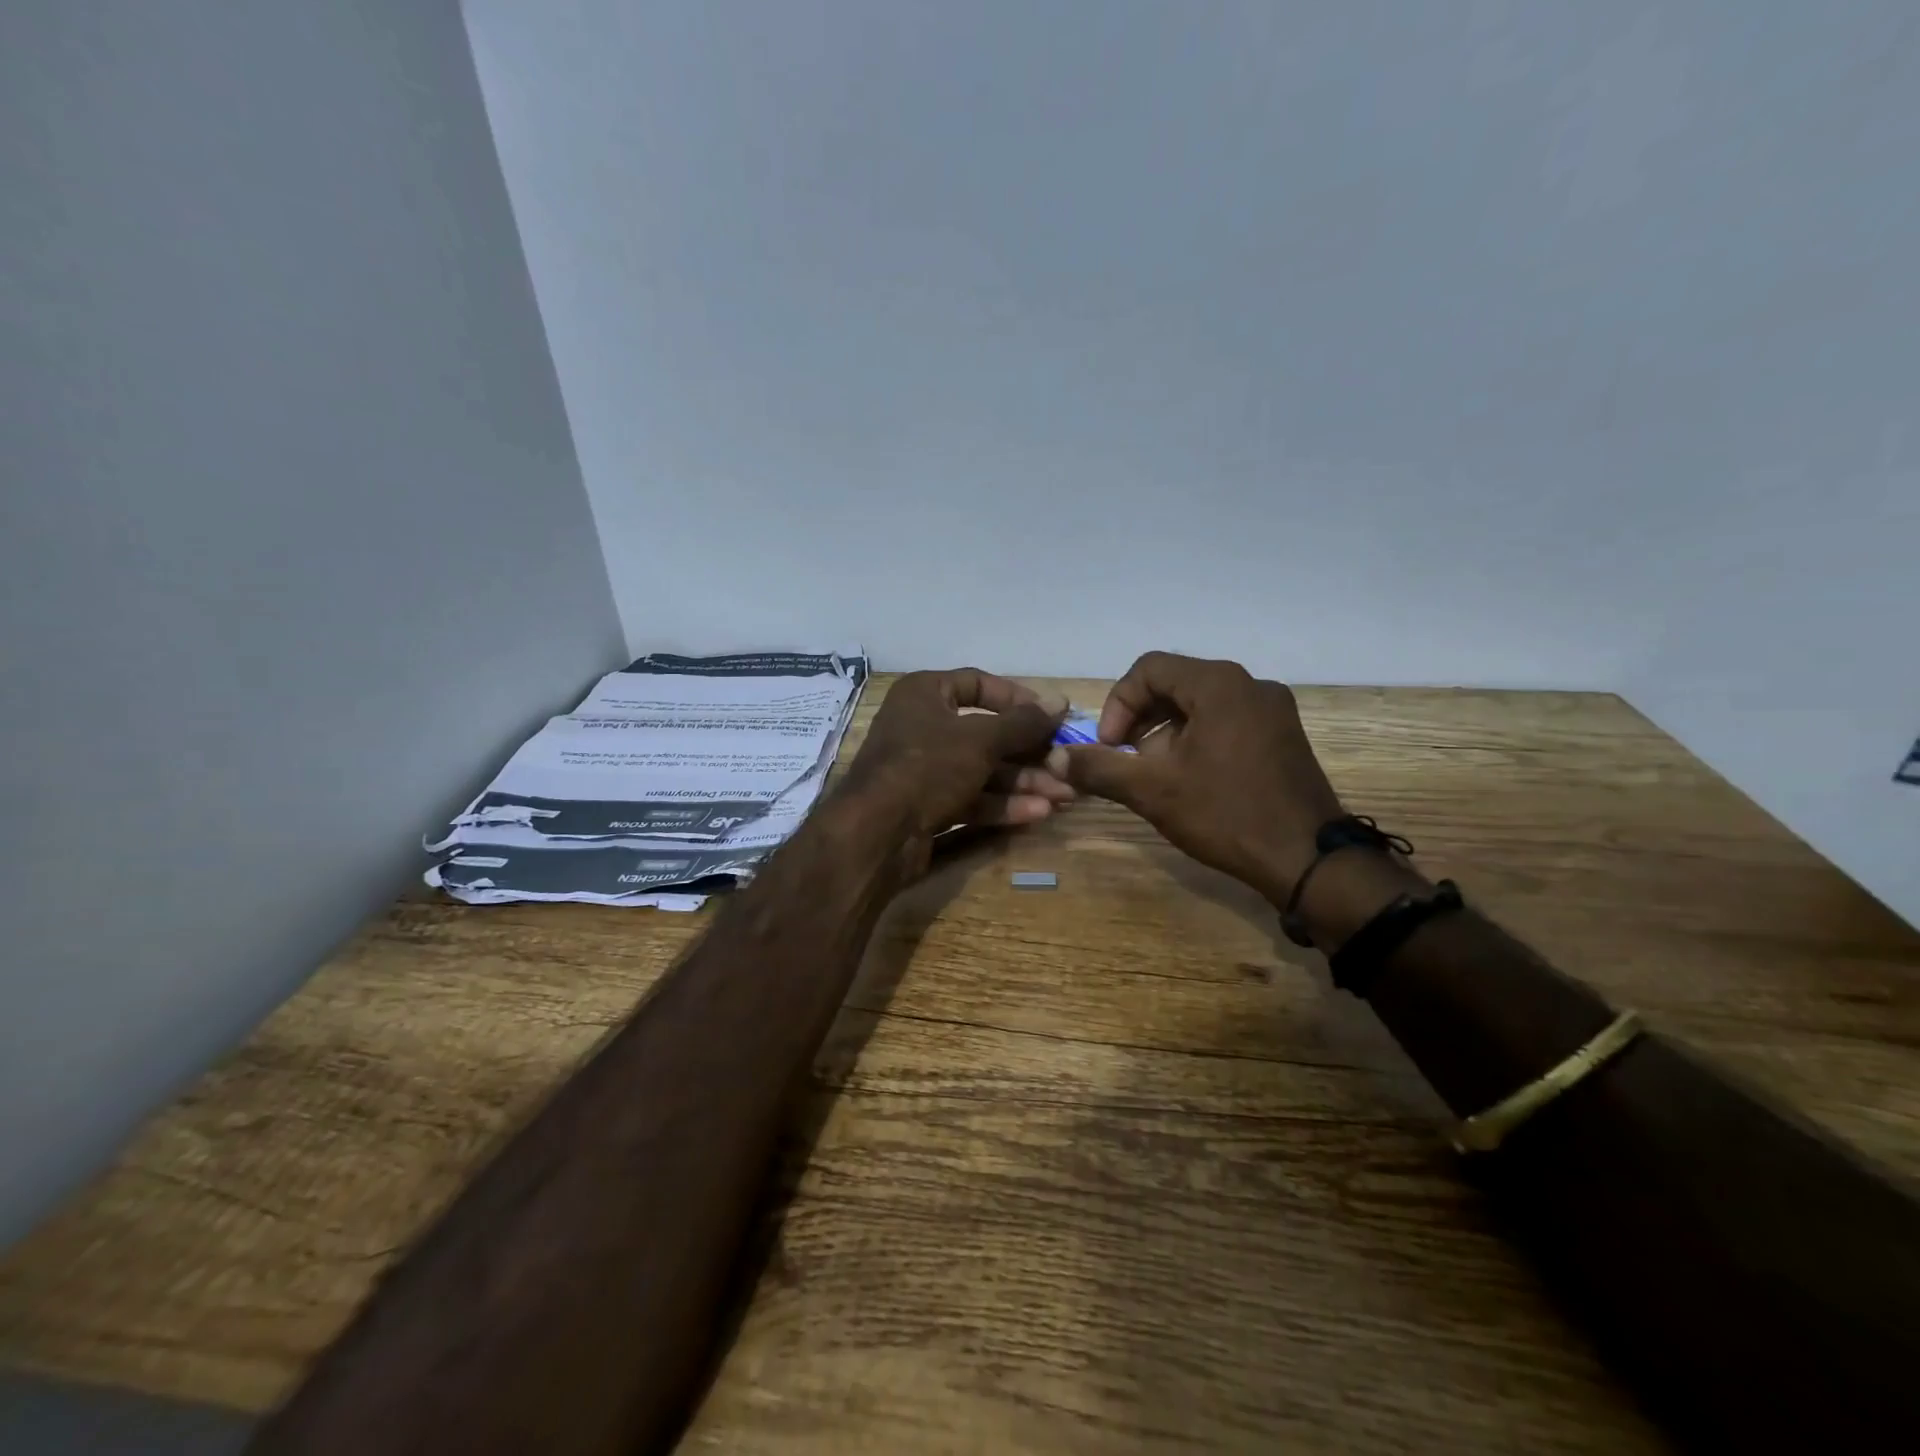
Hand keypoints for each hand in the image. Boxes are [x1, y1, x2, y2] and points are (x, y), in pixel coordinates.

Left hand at [840, 668, 1073, 865]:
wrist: (876, 833)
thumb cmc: (928, 766)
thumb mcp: (981, 739)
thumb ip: (1023, 723)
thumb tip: (1061, 701)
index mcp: (924, 694)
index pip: (977, 684)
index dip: (1017, 698)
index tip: (1051, 715)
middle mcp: (922, 727)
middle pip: (986, 734)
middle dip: (1029, 753)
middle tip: (1066, 765)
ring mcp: (924, 770)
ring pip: (982, 770)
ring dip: (1023, 782)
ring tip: (1064, 795)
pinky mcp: (928, 806)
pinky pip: (971, 798)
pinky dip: (1002, 805)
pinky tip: (1038, 813)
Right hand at [1063, 652, 1343, 903]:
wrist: (1307, 860)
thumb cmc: (1225, 814)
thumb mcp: (1152, 790)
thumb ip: (1100, 767)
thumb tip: (1058, 758)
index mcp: (1219, 684)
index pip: (1149, 669)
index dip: (1118, 704)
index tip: (1109, 746)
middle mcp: (1249, 685)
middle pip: (1175, 684)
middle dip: (1140, 720)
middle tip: (1125, 759)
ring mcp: (1272, 710)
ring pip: (1200, 705)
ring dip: (1165, 732)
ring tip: (1155, 774)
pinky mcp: (1282, 736)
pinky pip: (1226, 721)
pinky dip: (1196, 740)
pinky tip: (1189, 779)